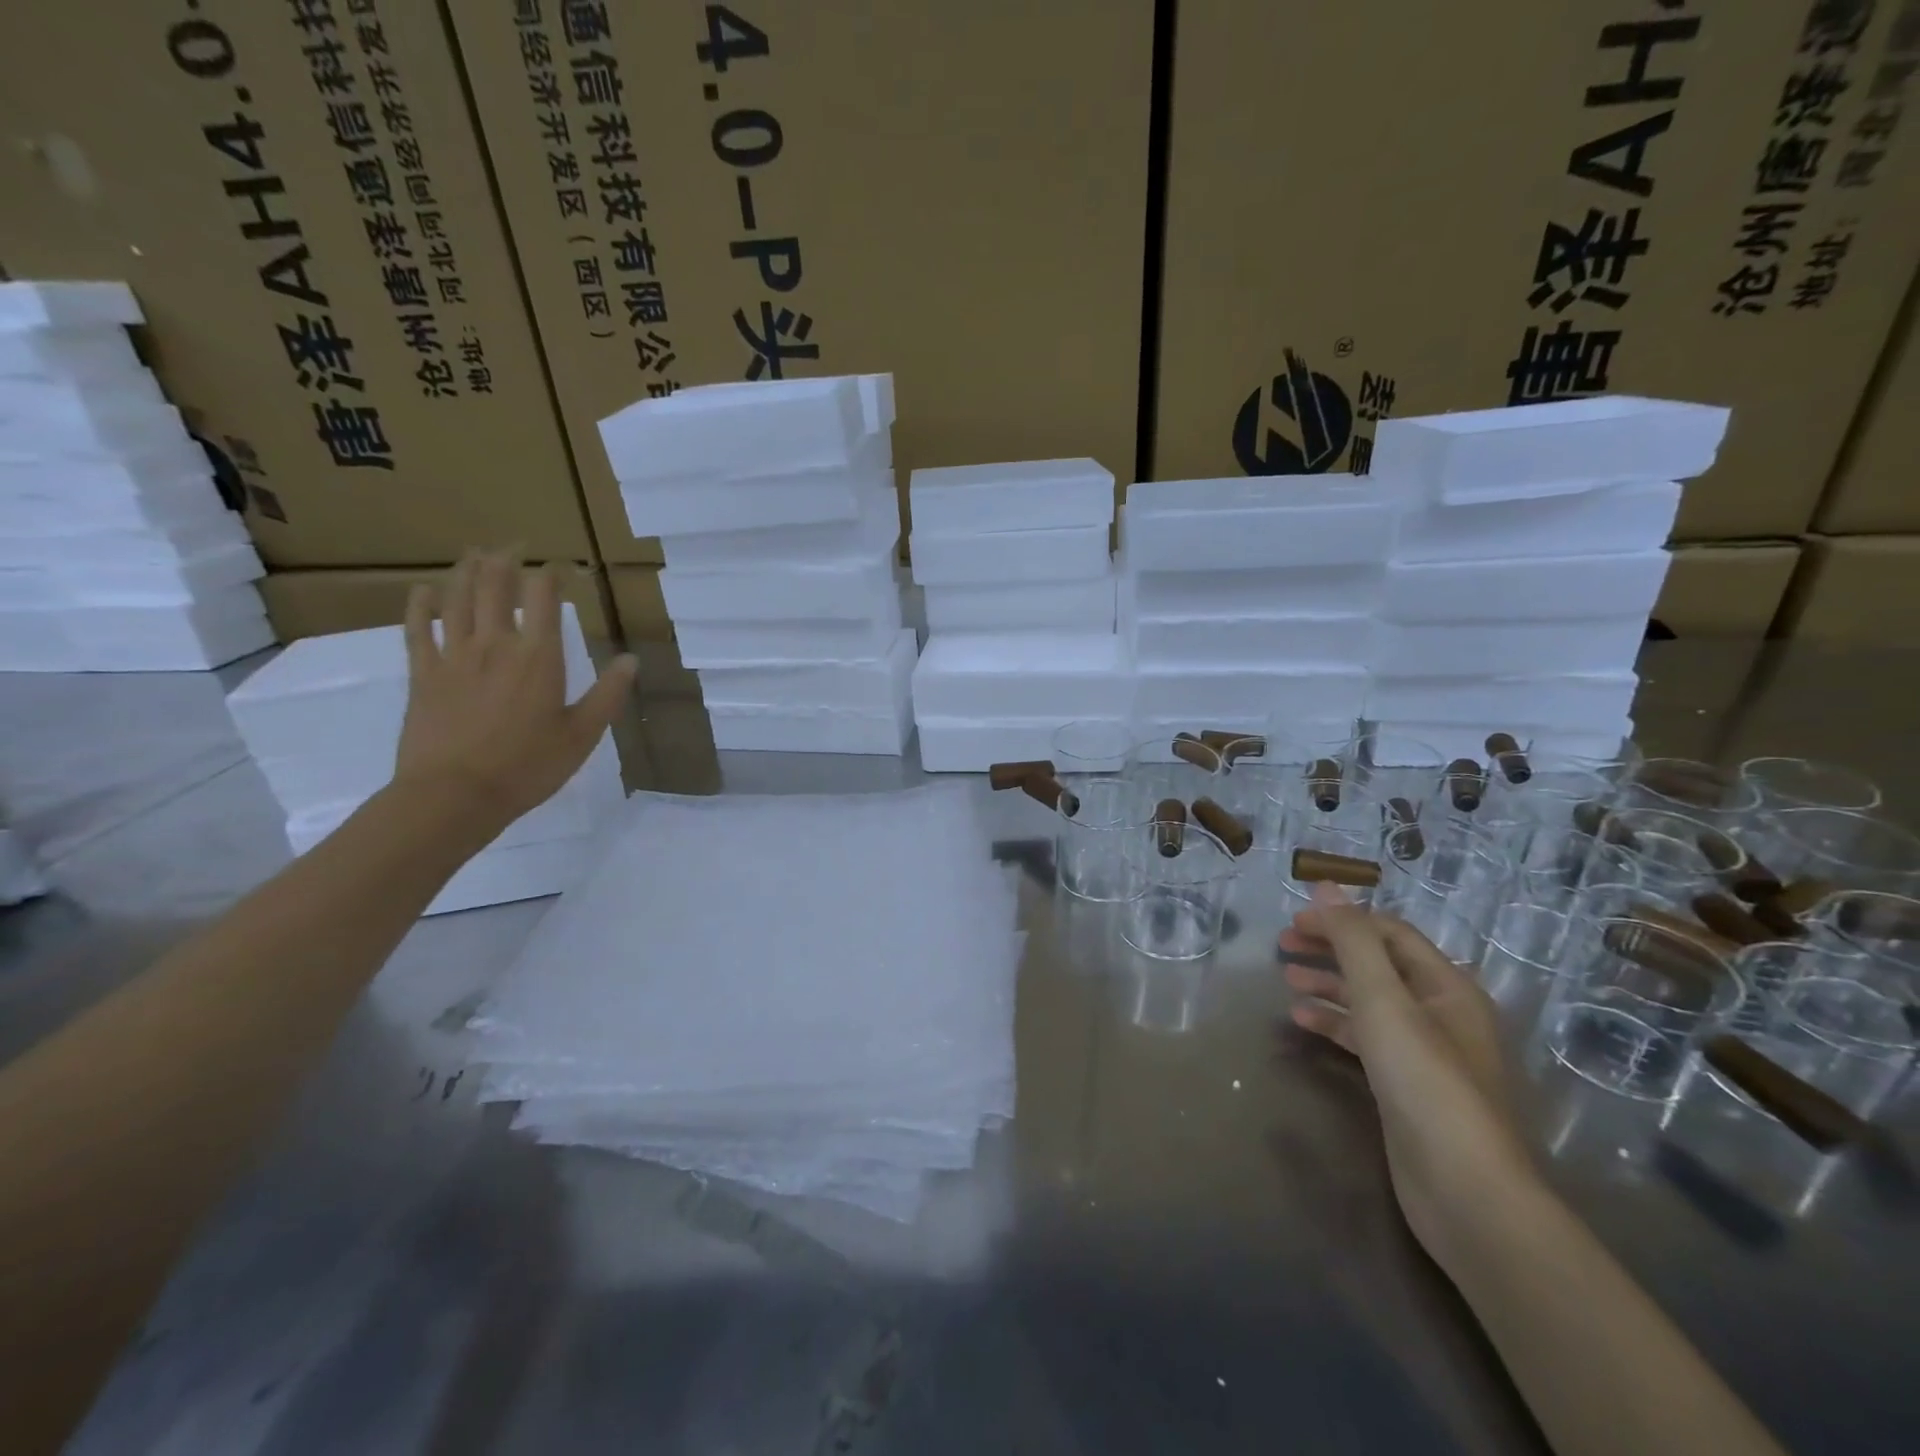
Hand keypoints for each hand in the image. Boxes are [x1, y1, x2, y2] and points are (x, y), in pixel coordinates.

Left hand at [393, 553, 636, 829]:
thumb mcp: (582, 735)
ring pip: (457, 599)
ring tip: (475, 553)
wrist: (454, 796)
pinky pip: (418, 629)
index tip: (559, 566)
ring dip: (466, 571)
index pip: (542, 598)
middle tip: (513, 546)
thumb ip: (608, 694)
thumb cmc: (527, 767)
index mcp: (538, 658)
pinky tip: (424, 589)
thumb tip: (631, 660)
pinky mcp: (423, 674)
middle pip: (494, 586)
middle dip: (505, 560)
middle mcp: (495, 645)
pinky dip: (421, 605)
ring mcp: (453, 656)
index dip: (550, 574)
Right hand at [1280, 884, 1534, 1266]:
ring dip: (1329, 985)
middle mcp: (1441, 1013)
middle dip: (1331, 949)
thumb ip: (1353, 941)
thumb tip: (1326, 887)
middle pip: (1378, 964)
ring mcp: (1426, 1052)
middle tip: (1282, 945)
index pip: (1389, 932)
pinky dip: (1334, 1023)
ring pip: (1369, 1002)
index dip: (1342, 919)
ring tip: (1285, 980)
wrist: (1466, 1191)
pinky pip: (1366, 1038)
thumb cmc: (1425, 1082)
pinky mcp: (1407, 1085)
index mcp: (1447, 986)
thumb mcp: (1384, 1000)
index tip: (1293, 920)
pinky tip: (1302, 1021)